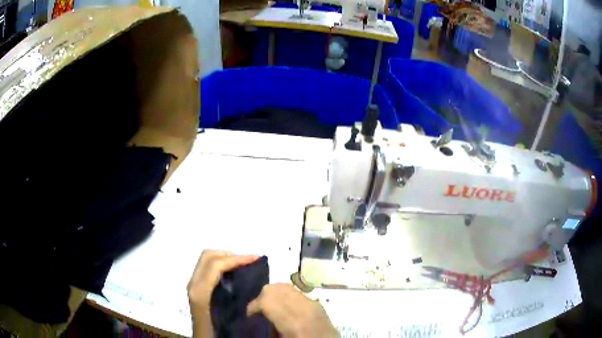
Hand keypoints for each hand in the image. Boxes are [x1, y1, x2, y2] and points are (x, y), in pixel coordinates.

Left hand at [187, 250, 258, 337]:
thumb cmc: (214, 330)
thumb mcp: (226, 317)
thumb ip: (233, 298)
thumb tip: (250, 282)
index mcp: (200, 291)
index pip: (216, 265)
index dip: (236, 259)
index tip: (255, 259)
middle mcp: (193, 283)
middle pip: (208, 256)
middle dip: (230, 254)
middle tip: (249, 260)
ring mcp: (193, 284)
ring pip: (206, 259)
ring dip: (225, 258)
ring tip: (243, 264)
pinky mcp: (195, 286)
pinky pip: (206, 267)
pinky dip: (220, 264)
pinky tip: (233, 273)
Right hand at [247, 283, 338, 337]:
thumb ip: (271, 327)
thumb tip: (260, 316)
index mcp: (294, 322)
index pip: (267, 300)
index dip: (254, 305)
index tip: (249, 315)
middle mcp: (305, 307)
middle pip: (276, 288)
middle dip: (263, 297)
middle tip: (258, 311)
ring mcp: (314, 303)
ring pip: (286, 286)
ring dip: (274, 294)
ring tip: (270, 308)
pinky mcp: (319, 304)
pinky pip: (297, 292)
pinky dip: (286, 296)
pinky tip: (284, 308)